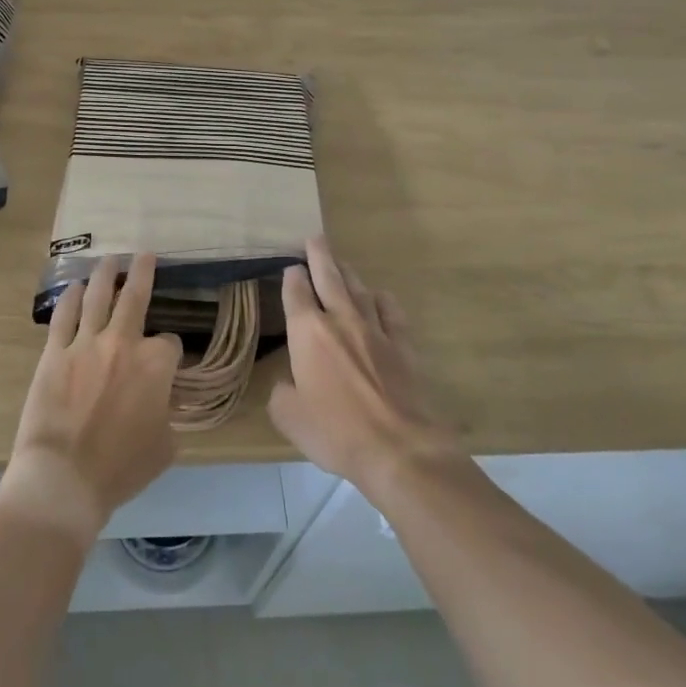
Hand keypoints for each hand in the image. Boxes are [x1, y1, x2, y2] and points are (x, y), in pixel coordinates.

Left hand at [0, 254, 182, 545]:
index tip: (166, 360)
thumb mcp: (165, 448)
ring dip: (106, 274)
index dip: (170, 350)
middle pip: (136, 297)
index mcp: (155, 366)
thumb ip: (168, 415)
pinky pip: (64, 316)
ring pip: (99, 297)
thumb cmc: (120, 469)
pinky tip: (76, 287)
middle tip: (145, 254)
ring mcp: (85, 344)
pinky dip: (71, 298)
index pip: (169, 342)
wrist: (64, 478)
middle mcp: (123, 343)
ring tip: (110, 259)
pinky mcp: (54, 353)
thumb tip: (160, 404)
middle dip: (143, 272)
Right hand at [270, 237, 459, 492]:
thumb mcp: (289, 417)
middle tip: (315, 238)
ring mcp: (375, 329)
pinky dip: (382, 300)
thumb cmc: (335, 431)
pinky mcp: (402, 344)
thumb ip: (282, 393)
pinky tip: (380, 296)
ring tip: (341, 263)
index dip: (292, 276)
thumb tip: (288, 383)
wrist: (398, 448)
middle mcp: (340, 320)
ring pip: (359, 289)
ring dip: (348, 274)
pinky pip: (391, 311)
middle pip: (329, 276)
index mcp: (307, 332)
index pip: (296, 292)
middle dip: (320, 255)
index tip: (290, 267)